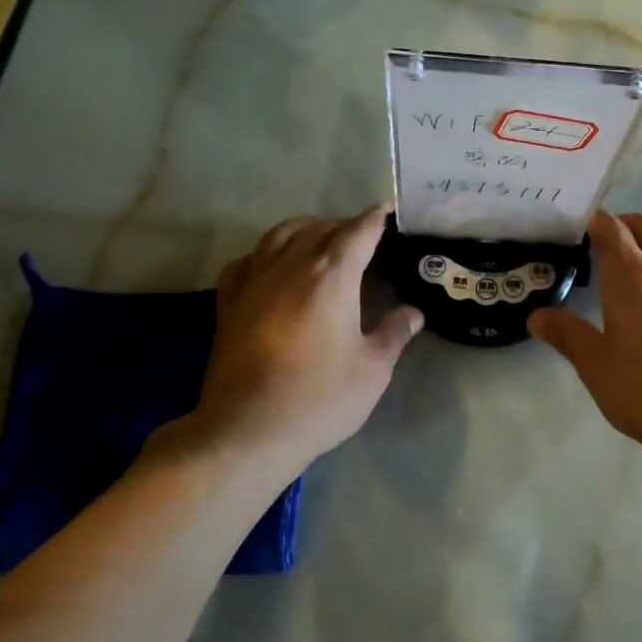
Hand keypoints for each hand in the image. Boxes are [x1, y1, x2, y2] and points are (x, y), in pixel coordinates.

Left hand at [189, 205, 422, 472]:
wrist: (248, 431)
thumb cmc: (319, 399)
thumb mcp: (372, 370)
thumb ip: (394, 334)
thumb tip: (413, 313)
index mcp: (330, 277)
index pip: (356, 233)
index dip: (374, 219)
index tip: (387, 210)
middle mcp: (290, 268)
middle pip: (318, 229)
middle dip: (342, 225)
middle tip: (362, 235)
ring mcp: (254, 284)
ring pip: (278, 236)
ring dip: (303, 229)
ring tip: (319, 238)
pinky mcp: (228, 305)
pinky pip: (245, 263)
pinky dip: (263, 254)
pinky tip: (269, 265)